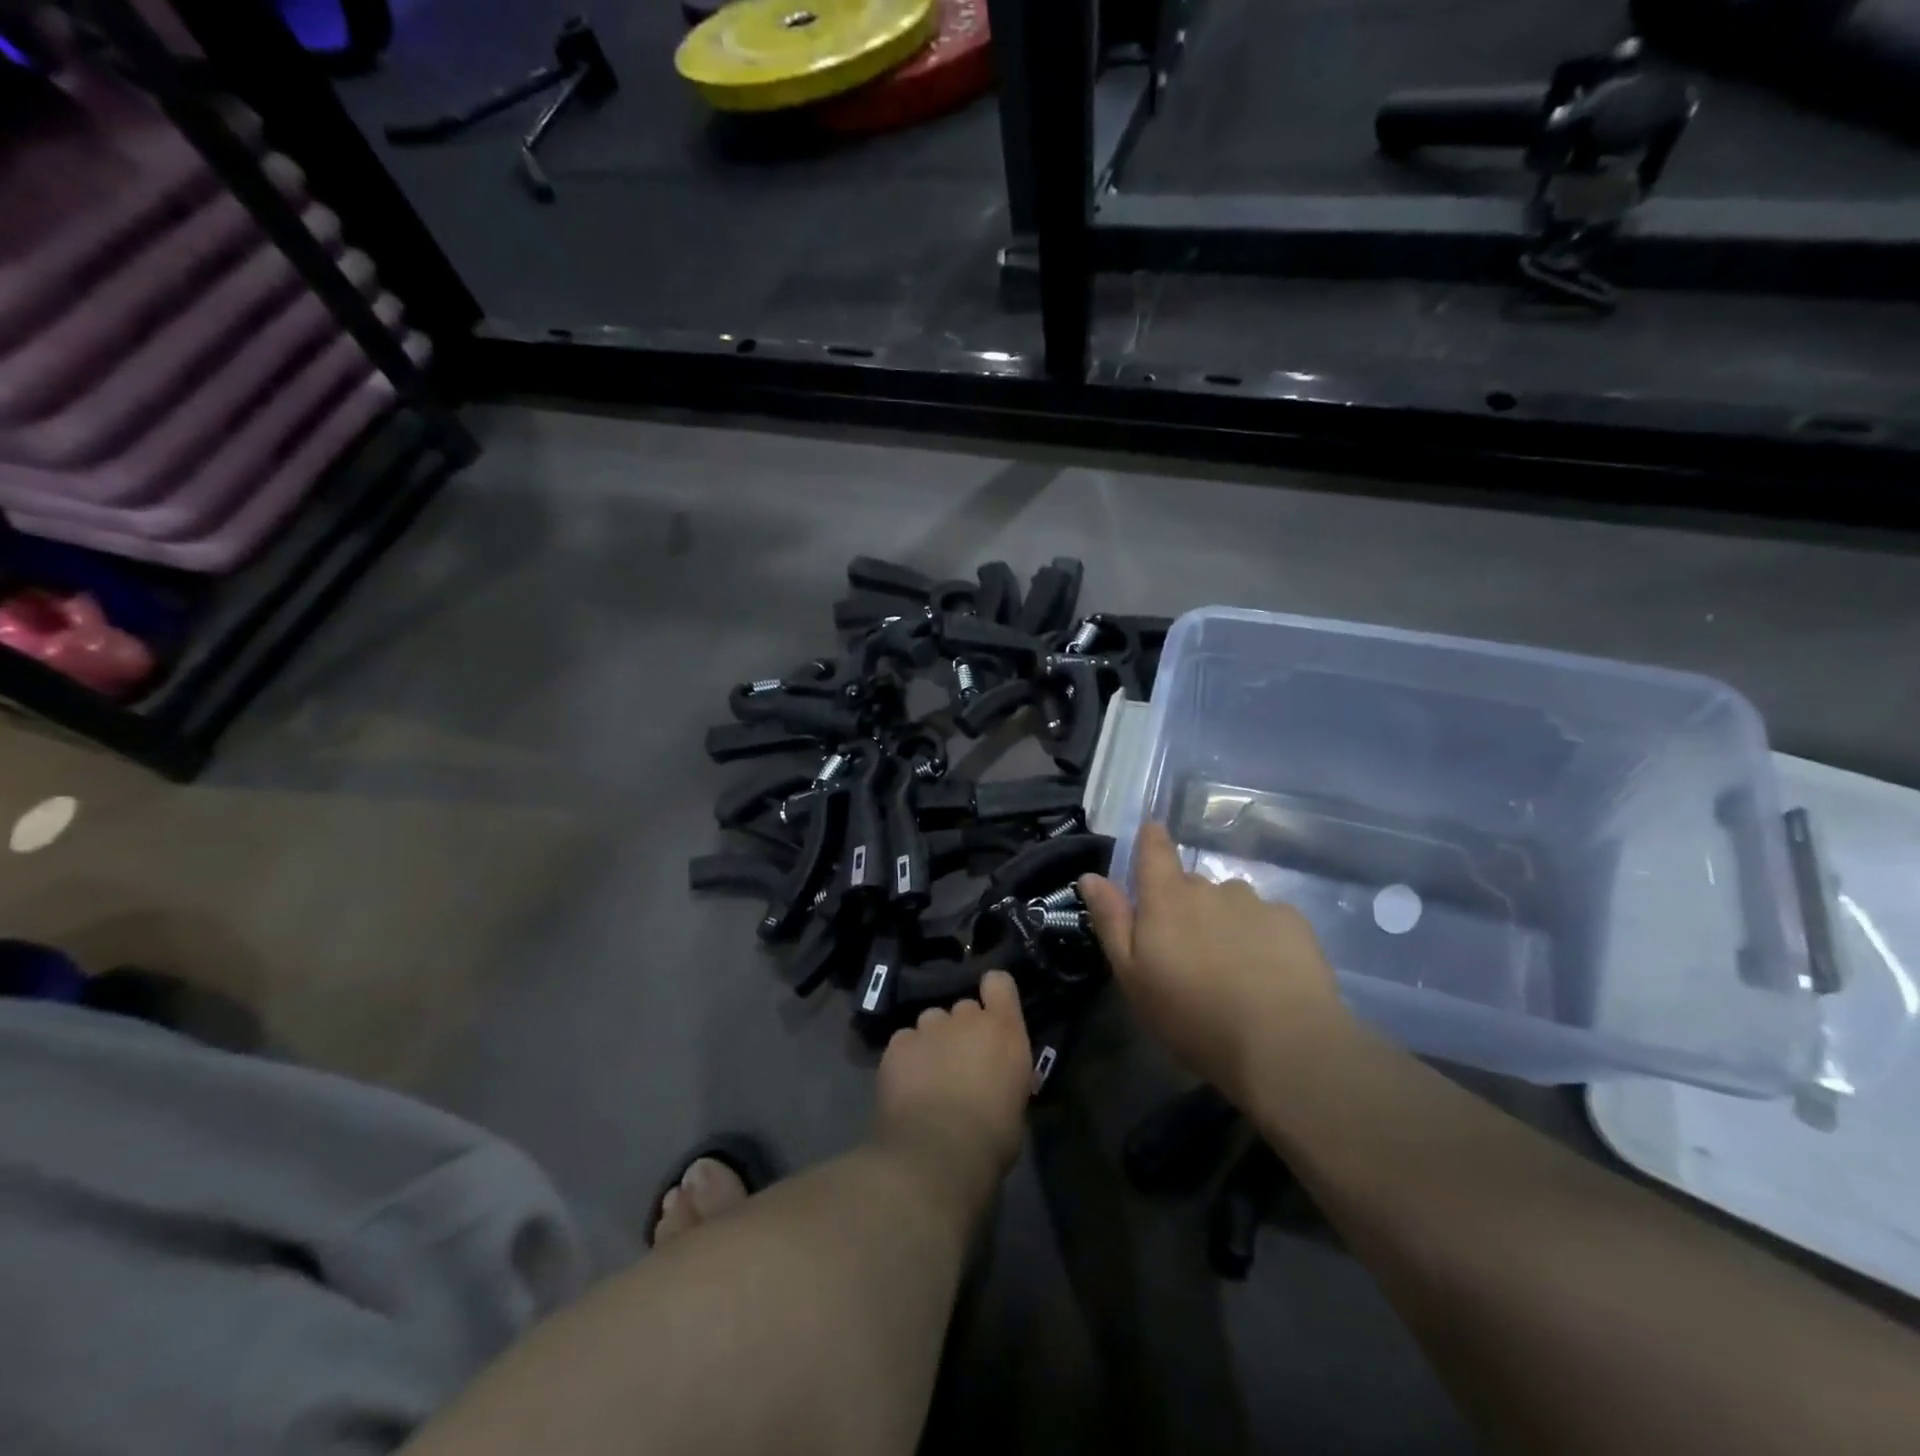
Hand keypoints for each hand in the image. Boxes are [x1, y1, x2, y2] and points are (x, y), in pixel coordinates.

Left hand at [874, 970, 1031, 1205]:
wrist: (938, 1153)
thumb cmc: (992, 1138)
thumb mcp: (1015, 1104)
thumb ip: (1004, 1076)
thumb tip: (995, 1081)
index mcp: (1004, 1030)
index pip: (999, 982)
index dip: (993, 993)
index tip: (991, 1011)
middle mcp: (966, 1018)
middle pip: (963, 1008)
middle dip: (961, 1030)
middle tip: (959, 1064)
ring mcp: (928, 1027)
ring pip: (931, 1022)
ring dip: (932, 1041)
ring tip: (928, 1076)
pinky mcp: (897, 1044)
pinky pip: (904, 1042)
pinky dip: (906, 1058)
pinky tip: (906, 1086)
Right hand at [1079, 822, 1347, 1103]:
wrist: (1282, 1044)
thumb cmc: (1191, 1014)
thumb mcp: (1132, 976)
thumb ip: (1111, 920)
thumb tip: (1091, 876)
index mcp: (1166, 898)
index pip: (1155, 849)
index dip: (1151, 838)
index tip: (1152, 835)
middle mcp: (1210, 888)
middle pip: (1191, 884)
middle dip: (1185, 905)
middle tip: (1187, 950)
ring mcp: (1255, 903)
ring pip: (1230, 902)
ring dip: (1224, 922)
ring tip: (1231, 967)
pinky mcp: (1293, 922)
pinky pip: (1267, 919)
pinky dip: (1261, 937)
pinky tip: (1267, 973)